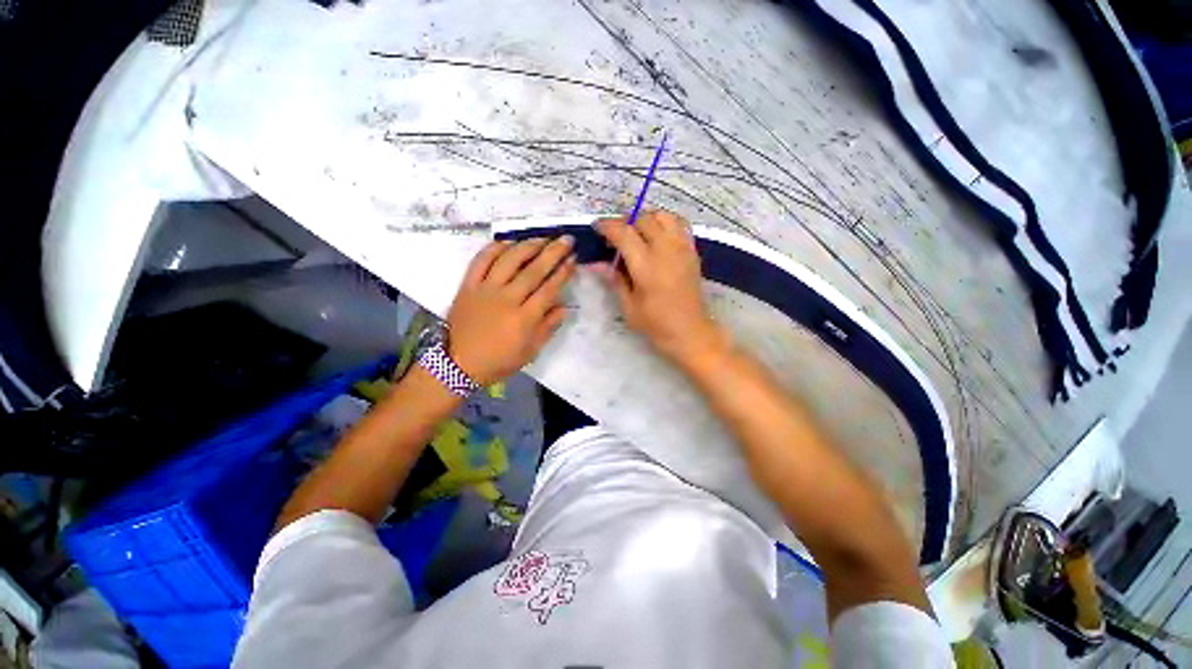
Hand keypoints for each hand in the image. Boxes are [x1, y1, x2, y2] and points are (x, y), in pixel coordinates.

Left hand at [447, 237, 576, 384]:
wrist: (458, 365)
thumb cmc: (499, 361)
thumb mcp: (530, 352)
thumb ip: (548, 327)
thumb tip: (565, 307)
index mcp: (524, 319)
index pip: (548, 289)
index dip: (563, 272)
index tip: (574, 259)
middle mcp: (506, 299)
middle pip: (533, 270)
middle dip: (553, 252)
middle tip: (566, 239)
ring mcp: (485, 290)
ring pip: (508, 260)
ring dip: (528, 246)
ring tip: (542, 238)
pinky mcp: (467, 286)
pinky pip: (480, 261)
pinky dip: (494, 248)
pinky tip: (508, 242)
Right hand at [595, 211, 725, 363]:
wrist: (689, 331)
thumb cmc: (655, 324)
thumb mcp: (629, 305)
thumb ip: (615, 279)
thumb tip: (597, 263)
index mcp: (647, 266)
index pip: (624, 233)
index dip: (608, 226)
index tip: (597, 227)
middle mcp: (666, 250)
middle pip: (644, 219)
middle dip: (626, 222)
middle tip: (616, 235)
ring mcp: (682, 248)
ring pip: (664, 216)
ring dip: (647, 219)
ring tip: (637, 232)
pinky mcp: (693, 252)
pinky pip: (680, 224)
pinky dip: (666, 223)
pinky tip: (657, 237)